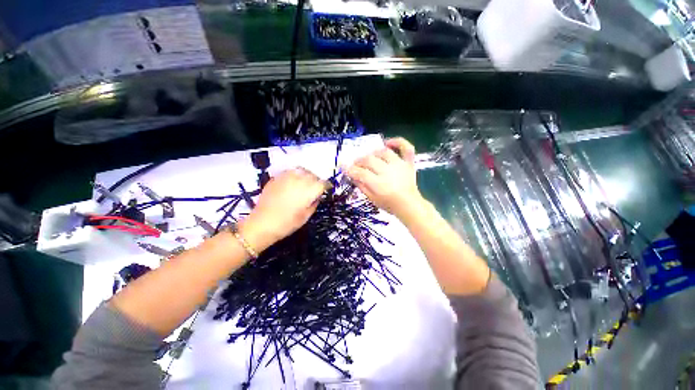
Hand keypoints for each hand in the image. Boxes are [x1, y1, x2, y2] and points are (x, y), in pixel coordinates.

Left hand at [241, 168, 325, 251]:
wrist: (263, 223)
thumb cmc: (287, 223)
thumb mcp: (306, 216)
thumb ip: (314, 203)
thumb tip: (317, 196)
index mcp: (309, 190)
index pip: (323, 183)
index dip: (326, 186)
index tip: (327, 189)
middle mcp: (300, 180)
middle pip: (313, 175)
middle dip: (316, 180)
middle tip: (315, 187)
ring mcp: (287, 177)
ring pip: (302, 170)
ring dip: (306, 175)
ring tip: (305, 182)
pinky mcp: (277, 178)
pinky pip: (290, 171)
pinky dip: (295, 175)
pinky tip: (293, 182)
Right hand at [345, 137, 423, 218]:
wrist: (409, 205)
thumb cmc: (389, 204)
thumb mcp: (372, 199)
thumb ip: (361, 186)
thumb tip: (352, 174)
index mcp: (379, 184)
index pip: (360, 172)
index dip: (350, 169)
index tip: (344, 167)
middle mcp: (389, 172)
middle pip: (369, 160)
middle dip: (358, 161)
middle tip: (356, 166)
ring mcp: (400, 165)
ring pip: (383, 152)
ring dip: (373, 153)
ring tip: (369, 158)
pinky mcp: (408, 163)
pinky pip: (406, 147)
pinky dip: (398, 142)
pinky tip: (388, 143)